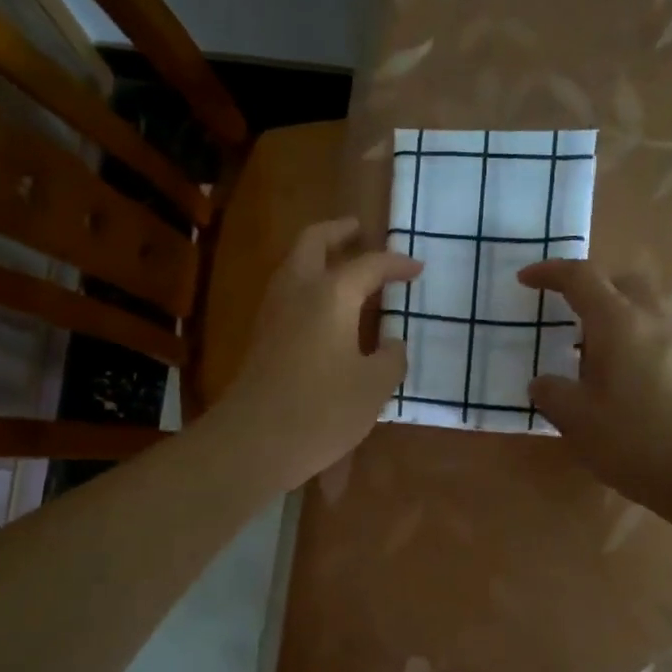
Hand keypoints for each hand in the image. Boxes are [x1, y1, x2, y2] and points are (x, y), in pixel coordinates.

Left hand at [215, 218, 421, 490]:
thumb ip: (390, 358)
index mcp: (331, 294)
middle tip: (359, 229)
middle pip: (313, 242)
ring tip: (343, 264)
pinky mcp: (261, 336)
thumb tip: (391, 343)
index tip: (417, 268)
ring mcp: (273, 312)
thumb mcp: (374, 386)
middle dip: (337, 231)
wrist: (254, 441)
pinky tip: (324, 306)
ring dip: (318, 255)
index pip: (369, 265)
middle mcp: (298, 291)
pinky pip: (287, 292)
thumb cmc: (323, 410)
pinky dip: (307, 283)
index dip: (396, 264)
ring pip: (293, 265)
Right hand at [517, 259, 671, 502]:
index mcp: (617, 322)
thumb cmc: (635, 439)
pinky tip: (625, 387)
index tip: (526, 279)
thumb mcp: (576, 420)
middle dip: (593, 288)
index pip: (580, 277)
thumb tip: (544, 383)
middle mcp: (653, 321)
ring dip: (616, 321)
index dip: (550, 272)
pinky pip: (660, 340)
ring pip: (645, 311)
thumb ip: (552, 394)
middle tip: (568, 315)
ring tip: (592, 360)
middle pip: (623, 282)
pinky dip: (636, 347)